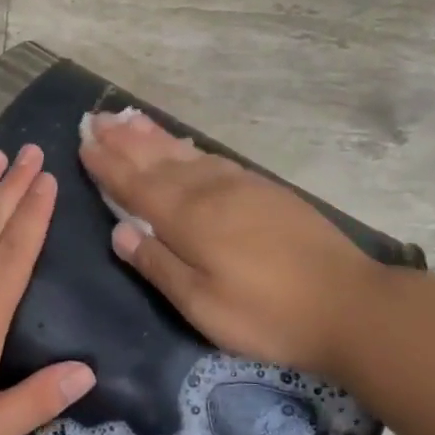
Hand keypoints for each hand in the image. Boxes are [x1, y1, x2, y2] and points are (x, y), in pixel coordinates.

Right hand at [78, 110, 379, 382]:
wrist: (350, 304)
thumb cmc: (269, 315)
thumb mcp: (203, 306)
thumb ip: (158, 265)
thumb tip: (119, 232)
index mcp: (189, 219)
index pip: (136, 186)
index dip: (108, 165)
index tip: (84, 143)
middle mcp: (209, 191)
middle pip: (157, 160)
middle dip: (124, 140)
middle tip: (97, 118)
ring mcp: (240, 185)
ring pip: (184, 153)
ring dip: (152, 136)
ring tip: (127, 119)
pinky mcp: (264, 189)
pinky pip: (212, 158)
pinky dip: (187, 146)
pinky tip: (181, 145)